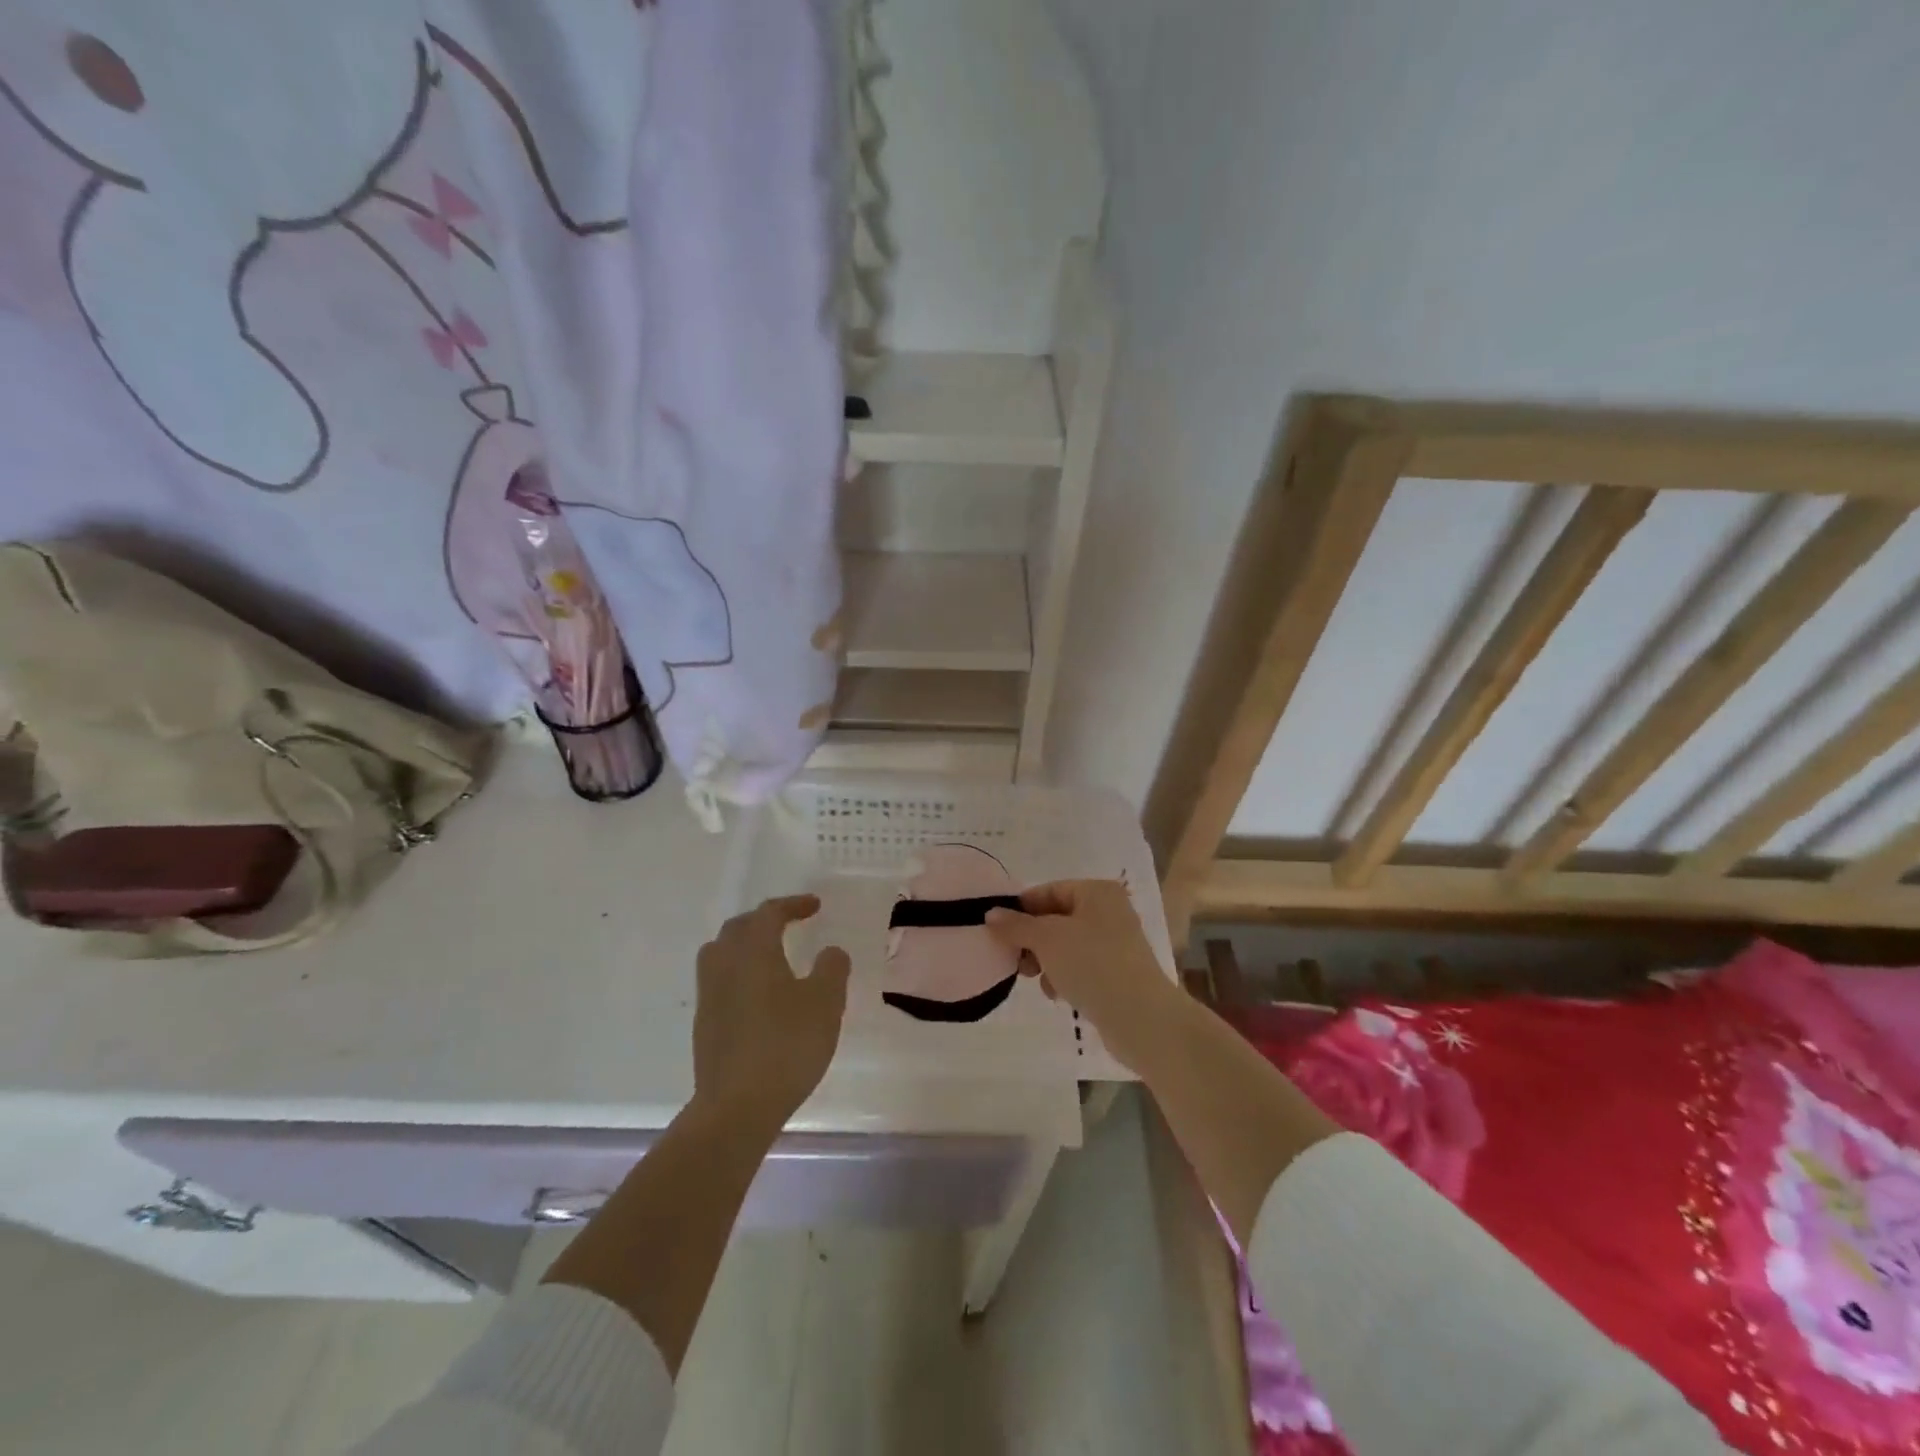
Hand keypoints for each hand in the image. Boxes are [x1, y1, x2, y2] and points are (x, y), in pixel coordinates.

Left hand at [693, 894, 851, 1127]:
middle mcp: (725, 966)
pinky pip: (718, 981)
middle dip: (764, 920)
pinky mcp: (704, 1024)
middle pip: (738, 928)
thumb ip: (832, 969)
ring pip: (720, 953)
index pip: (769, 914)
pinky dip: (738, 973)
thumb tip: (830, 952)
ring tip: (768, 955)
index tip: (815, 906)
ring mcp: (709, 996)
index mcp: (754, 952)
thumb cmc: (786, 1046)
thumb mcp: (825, 1003)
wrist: (736, 1106)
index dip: (793, 905)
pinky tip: (758, 995)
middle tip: (789, 924)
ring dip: (744, 945)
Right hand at [986, 879, 1182, 1073]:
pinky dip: (1064, 976)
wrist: (1141, 1018)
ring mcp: (1115, 943)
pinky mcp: (1117, 973)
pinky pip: (1080, 966)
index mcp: (1097, 892)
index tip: (997, 932)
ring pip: (1065, 945)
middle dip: (1032, 940)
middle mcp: (1109, 911)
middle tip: (1016, 961)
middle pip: (1055, 919)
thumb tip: (991, 913)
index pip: (1048, 891)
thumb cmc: (1092, 965)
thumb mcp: (1047, 939)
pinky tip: (1058, 994)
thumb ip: (1016, 925)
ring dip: (1046, 961)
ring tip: (1037, 980)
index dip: (1020, 910)